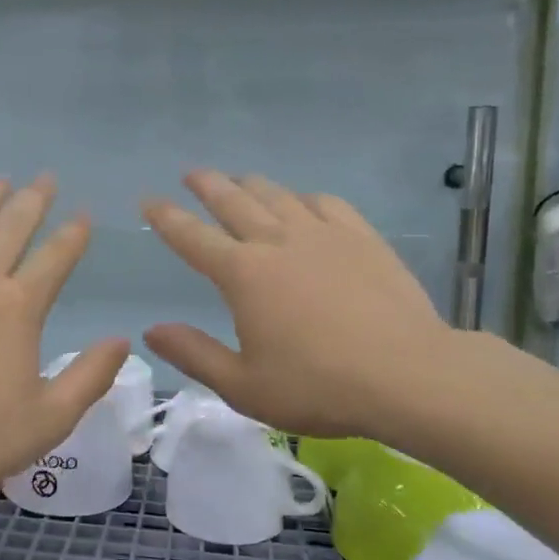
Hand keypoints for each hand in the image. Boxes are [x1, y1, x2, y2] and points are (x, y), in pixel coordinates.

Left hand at [0, 174, 130, 500]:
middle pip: (13, 226)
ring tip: (0, 180)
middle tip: (46, 178)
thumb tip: (122, 341)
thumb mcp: (50, 418)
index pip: (57, 256)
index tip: (83, 215)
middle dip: (34, 199)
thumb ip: (91, 377)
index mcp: (21, 307)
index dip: (74, 232)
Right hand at [142, 170, 459, 438]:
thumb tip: (151, 330)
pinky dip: (304, 197)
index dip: (166, 217)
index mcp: (242, 274)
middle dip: (208, 185)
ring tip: (240, 180)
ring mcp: (323, 234)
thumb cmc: (318, 386)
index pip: (192, 237)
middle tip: (193, 174)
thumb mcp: (243, 386)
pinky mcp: (362, 237)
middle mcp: (277, 242)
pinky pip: (325, 203)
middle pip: (234, 201)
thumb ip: (194, 354)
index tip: (149, 200)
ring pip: (278, 195)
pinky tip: (304, 202)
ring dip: (252, 184)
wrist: (410, 375)